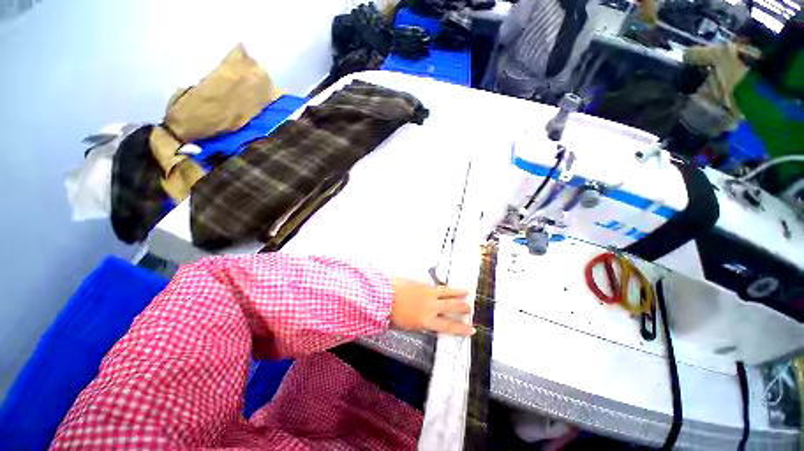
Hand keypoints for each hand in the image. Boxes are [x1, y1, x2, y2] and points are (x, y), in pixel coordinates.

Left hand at [389, 279, 474, 335]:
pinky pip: (436, 285)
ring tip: (467, 291)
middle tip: (470, 307)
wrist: (385, 296)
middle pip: (451, 307)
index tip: (472, 329)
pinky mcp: (423, 284)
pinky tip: (446, 285)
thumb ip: (420, 323)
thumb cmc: (393, 314)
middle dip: (462, 307)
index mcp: (427, 321)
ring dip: (458, 292)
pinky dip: (443, 286)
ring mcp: (428, 293)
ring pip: (447, 292)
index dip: (461, 328)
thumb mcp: (407, 326)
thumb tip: (426, 322)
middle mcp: (431, 307)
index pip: (449, 326)